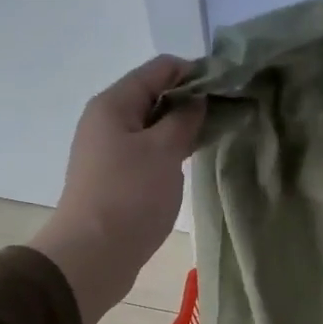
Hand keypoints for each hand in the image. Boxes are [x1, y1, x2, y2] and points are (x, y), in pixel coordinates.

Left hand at [31, 56, 203, 323]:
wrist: (93, 255)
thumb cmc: (130, 196)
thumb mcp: (164, 151)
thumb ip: (185, 119)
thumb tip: (197, 100)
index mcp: (114, 103)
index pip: (160, 68)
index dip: (195, 72)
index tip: (229, 89)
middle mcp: (107, 120)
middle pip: (154, 96)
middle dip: (191, 102)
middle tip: (228, 116)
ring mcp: (109, 151)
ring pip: (152, 127)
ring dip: (181, 129)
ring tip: (214, 139)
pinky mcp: (115, 178)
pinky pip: (147, 152)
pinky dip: (169, 151)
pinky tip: (189, 164)